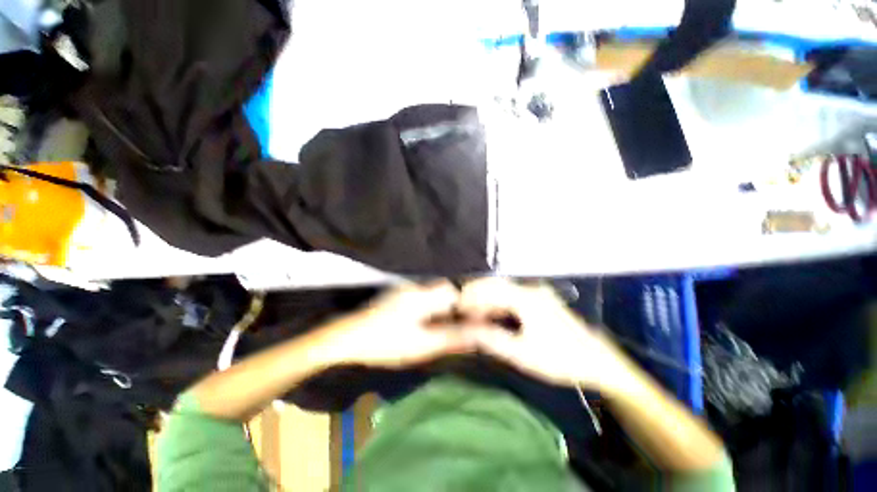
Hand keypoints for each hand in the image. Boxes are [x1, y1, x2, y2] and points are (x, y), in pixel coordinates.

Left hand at [334, 281, 475, 367]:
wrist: (346, 338)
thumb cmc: (384, 343)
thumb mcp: (420, 345)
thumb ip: (450, 338)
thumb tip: (477, 335)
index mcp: (423, 296)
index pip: (455, 290)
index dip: (468, 302)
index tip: (477, 317)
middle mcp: (416, 287)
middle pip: (446, 289)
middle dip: (458, 304)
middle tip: (464, 323)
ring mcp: (406, 289)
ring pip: (435, 293)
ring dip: (445, 305)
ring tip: (449, 323)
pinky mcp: (399, 295)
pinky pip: (424, 296)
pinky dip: (433, 306)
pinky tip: (429, 321)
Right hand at [459, 278, 630, 389]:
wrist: (597, 362)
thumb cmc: (560, 359)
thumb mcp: (523, 355)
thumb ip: (493, 340)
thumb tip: (468, 330)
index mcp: (526, 299)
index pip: (491, 290)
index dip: (471, 297)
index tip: (457, 307)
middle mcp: (530, 290)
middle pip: (495, 284)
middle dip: (476, 293)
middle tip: (461, 307)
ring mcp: (536, 293)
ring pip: (503, 289)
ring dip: (486, 297)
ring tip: (472, 311)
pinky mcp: (539, 300)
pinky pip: (512, 295)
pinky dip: (498, 302)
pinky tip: (491, 313)